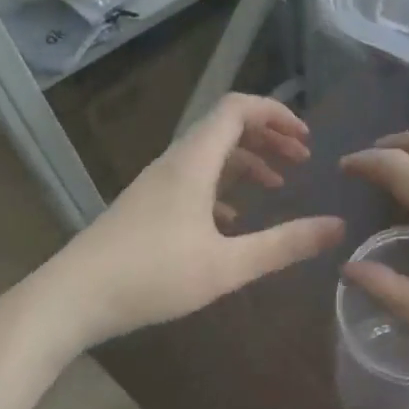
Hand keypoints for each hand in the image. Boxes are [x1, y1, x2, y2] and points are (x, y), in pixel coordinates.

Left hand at [36, 94, 345, 353]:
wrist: (70, 299)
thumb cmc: (152, 276)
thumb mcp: (228, 265)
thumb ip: (285, 245)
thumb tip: (338, 227)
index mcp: (194, 162)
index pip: (238, 108)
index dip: (276, 113)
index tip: (306, 139)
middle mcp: (175, 162)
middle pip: (226, 127)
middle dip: (268, 136)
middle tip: (301, 159)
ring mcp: (157, 183)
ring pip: (210, 154)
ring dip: (247, 161)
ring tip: (277, 186)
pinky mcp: (146, 205)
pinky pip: (193, 178)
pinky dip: (223, 185)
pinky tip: (234, 219)